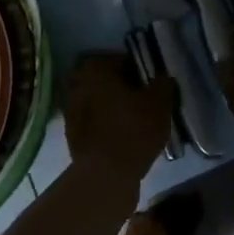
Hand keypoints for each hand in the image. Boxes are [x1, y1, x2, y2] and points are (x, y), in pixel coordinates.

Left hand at [62, 52, 176, 183]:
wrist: (105, 175)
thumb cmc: (133, 130)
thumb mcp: (159, 103)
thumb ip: (163, 84)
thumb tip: (163, 78)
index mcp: (94, 69)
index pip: (120, 59)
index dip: (139, 70)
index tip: (152, 83)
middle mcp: (77, 85)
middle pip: (106, 80)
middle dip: (124, 87)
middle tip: (144, 99)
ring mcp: (70, 111)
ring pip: (98, 101)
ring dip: (114, 106)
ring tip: (136, 119)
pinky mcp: (71, 134)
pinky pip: (94, 121)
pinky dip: (107, 124)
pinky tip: (124, 135)